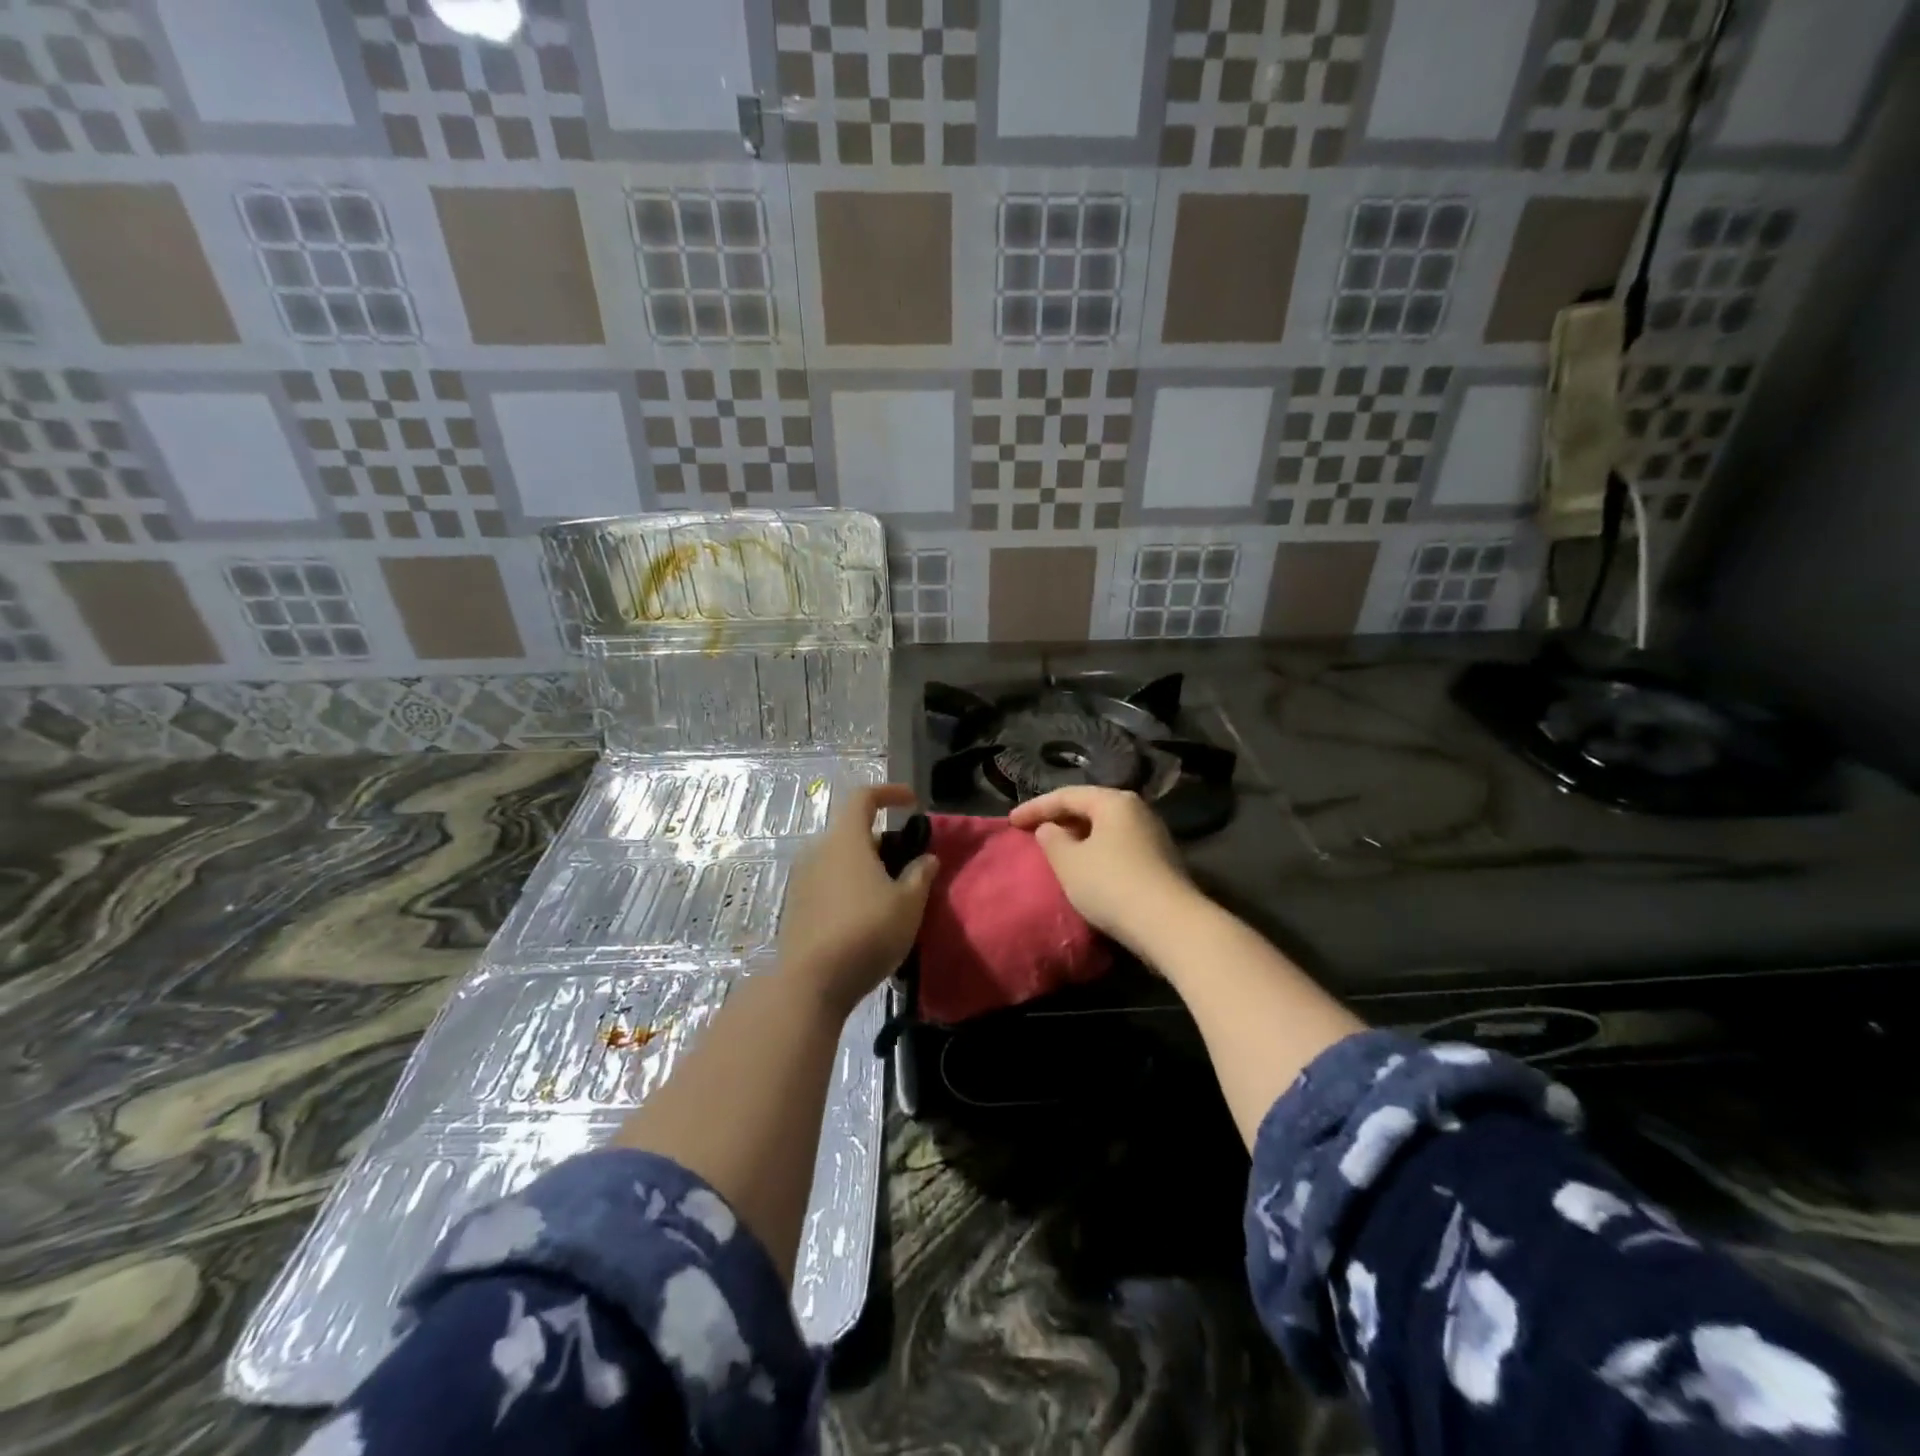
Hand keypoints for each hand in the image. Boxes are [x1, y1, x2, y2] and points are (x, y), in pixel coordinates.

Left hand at [777, 783, 937, 1017]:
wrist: (811, 982)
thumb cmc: (867, 931)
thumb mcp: (908, 904)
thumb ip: (921, 875)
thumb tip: (928, 858)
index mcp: (845, 840)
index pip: (864, 797)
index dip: (889, 793)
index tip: (912, 802)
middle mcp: (818, 852)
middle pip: (852, 832)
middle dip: (882, 840)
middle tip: (908, 862)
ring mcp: (802, 880)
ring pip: (840, 860)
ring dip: (866, 867)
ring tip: (891, 893)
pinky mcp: (796, 907)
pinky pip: (828, 883)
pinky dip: (850, 887)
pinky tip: (867, 915)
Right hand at [1008, 787, 1195, 953]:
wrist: (1170, 924)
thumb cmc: (1111, 884)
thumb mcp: (1069, 862)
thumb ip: (1052, 839)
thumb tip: (1050, 829)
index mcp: (1114, 801)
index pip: (1067, 795)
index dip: (1035, 807)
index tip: (1010, 822)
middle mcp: (1137, 810)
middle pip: (1090, 808)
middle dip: (1059, 819)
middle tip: (1032, 832)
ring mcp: (1153, 836)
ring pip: (1105, 829)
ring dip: (1078, 837)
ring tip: (1056, 850)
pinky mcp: (1160, 862)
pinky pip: (1118, 847)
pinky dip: (1096, 852)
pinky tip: (1085, 868)